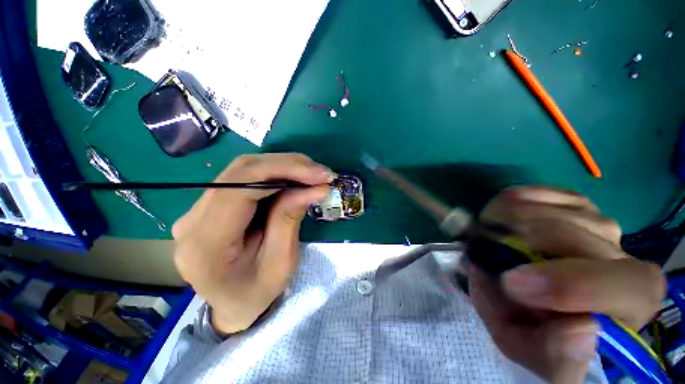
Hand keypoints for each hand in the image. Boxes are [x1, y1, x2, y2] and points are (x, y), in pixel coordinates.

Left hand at [172, 154, 333, 333]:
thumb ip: (291, 218)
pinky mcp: (211, 203)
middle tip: (320, 172)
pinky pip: (245, 177)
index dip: (282, 172)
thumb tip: (316, 187)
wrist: (231, 304)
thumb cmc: (257, 292)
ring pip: (244, 169)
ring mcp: (198, 208)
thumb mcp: (281, 262)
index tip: (318, 176)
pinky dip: (275, 173)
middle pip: (241, 171)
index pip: (239, 187)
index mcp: (206, 242)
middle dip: (287, 165)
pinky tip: (295, 178)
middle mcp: (193, 218)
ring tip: (312, 174)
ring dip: (283, 166)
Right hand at [468, 186, 664, 383]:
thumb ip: (555, 356)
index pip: (628, 285)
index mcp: (629, 301)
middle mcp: (621, 251)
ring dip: (500, 229)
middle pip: (565, 236)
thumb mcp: (532, 351)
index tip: (513, 284)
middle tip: (485, 259)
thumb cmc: (533, 325)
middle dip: (510, 248)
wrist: (526, 292)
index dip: (571, 284)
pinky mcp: (566, 199)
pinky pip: (523, 194)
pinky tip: (503, 227)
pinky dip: (501, 209)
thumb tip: (582, 329)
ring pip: (537, 212)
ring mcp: (594, 218)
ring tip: (493, 247)